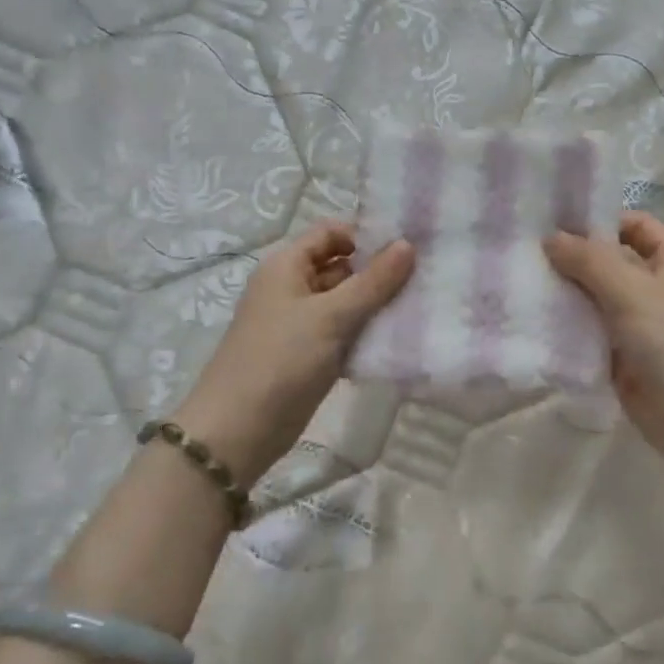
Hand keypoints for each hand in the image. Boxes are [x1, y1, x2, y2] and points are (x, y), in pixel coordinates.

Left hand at [174, 222, 413, 485]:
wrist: (240, 429)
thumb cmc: (282, 360)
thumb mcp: (331, 316)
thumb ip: (373, 282)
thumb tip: (407, 244)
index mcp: (286, 267)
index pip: (330, 233)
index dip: (365, 236)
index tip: (406, 249)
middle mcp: (291, 289)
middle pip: (341, 268)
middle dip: (378, 273)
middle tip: (424, 280)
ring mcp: (300, 324)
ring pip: (345, 304)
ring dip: (376, 306)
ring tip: (420, 308)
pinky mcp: (309, 356)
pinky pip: (344, 334)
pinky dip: (366, 334)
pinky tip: (399, 340)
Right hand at [545, 211, 663, 466]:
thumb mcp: (633, 290)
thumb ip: (590, 261)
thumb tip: (550, 238)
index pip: (634, 225)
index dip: (599, 219)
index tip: (553, 219)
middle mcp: (655, 286)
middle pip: (608, 261)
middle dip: (571, 256)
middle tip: (524, 249)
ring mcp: (636, 322)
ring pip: (593, 297)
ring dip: (564, 291)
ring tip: (520, 279)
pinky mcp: (619, 354)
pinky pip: (587, 331)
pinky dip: (565, 324)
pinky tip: (531, 317)